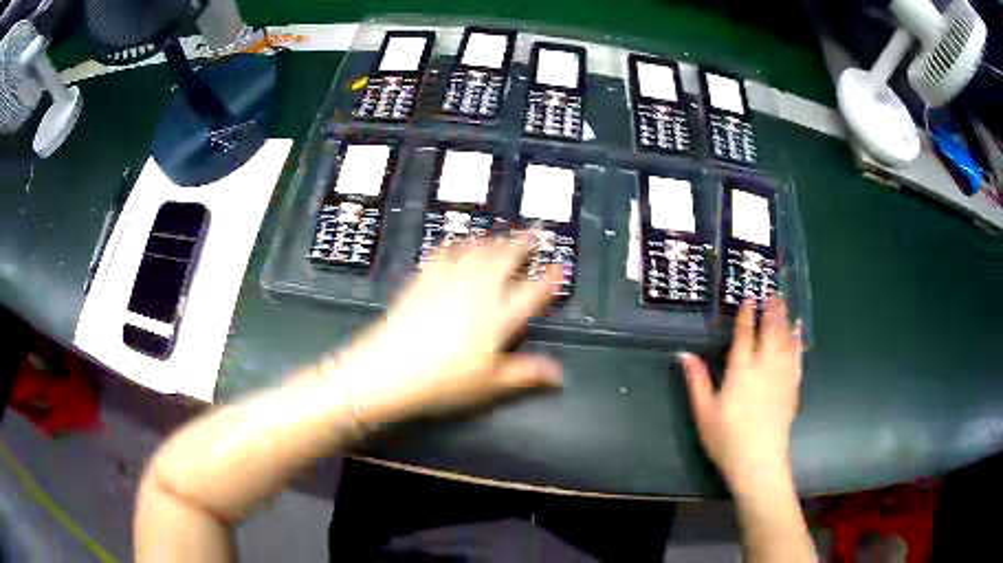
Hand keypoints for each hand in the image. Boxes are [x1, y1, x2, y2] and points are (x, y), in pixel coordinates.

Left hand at [330, 236, 564, 424]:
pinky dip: (458, 244)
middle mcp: (478, 291)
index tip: (560, 266)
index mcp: (499, 316)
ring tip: (503, 234)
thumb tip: (559, 374)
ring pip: (478, 250)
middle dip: (523, 243)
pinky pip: (445, 252)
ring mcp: (449, 281)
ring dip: (494, 239)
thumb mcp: (490, 384)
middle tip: (535, 232)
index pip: (533, 291)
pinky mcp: (424, 279)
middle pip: (506, 258)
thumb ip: (526, 374)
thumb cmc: (444, 381)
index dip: (550, 278)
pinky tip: (459, 241)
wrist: (390, 369)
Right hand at [680, 296, 802, 492]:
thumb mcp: (704, 412)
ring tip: (784, 303)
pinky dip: (797, 341)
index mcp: (740, 370)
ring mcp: (781, 375)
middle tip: (772, 292)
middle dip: (770, 310)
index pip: (744, 335)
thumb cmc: (727, 438)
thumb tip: (685, 354)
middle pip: (770, 330)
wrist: (759, 461)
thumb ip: (697, 381)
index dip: (746, 315)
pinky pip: (797, 357)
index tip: (748, 298)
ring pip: (785, 339)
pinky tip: (798, 332)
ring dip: (784, 319)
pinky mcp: (792, 387)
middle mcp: (764, 366)